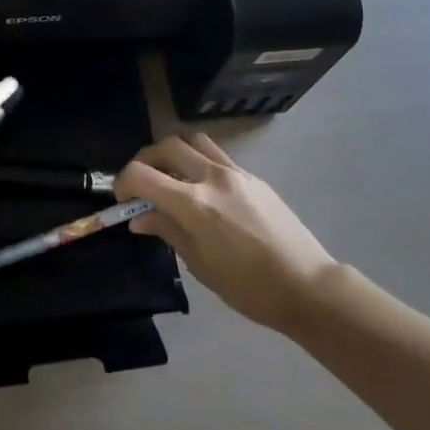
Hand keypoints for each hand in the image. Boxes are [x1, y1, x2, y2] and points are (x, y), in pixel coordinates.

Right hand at [116, 133, 339, 331]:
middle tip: (142, 184)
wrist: (307, 285)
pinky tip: (202, 189)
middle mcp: (212, 177)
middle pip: (166, 146)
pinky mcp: (253, 176)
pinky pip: (216, 154)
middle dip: (145, 160)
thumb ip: (168, 231)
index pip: (142, 174)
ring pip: (193, 140)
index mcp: (194, 204)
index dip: (124, 182)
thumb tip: (140, 218)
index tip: (122, 200)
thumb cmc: (249, 288)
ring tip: (171, 177)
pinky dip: (198, 161)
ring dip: (174, 152)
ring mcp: (235, 172)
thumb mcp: (201, 265)